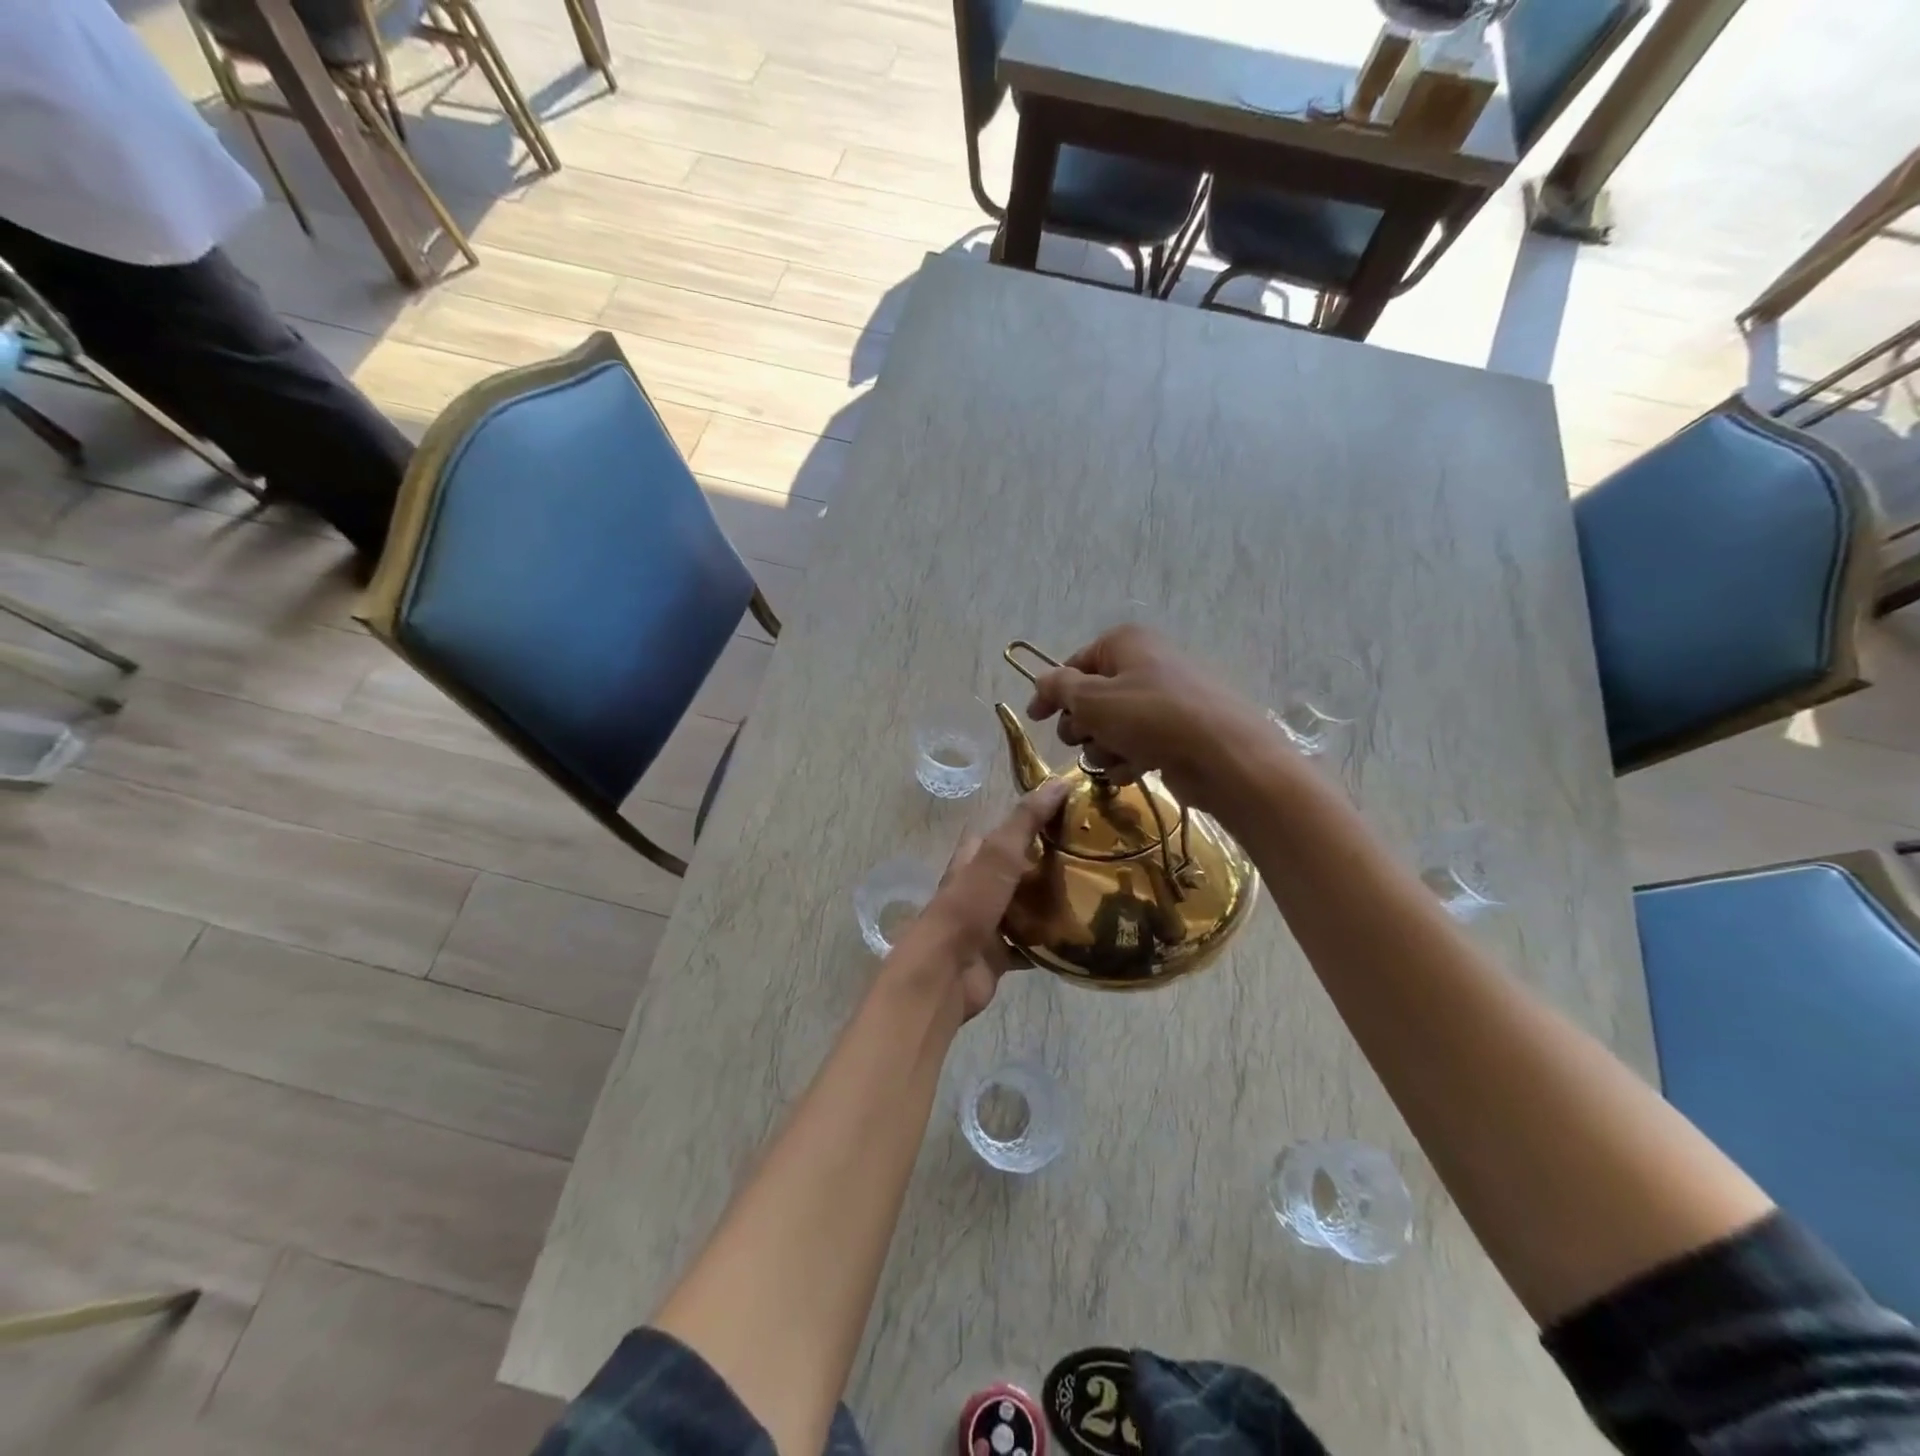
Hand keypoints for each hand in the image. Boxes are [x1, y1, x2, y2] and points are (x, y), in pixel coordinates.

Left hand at [884, 780, 1070, 1020]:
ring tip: (1093, 894)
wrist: (946, 973)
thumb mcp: (998, 854)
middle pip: (1015, 871)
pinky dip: (1049, 943)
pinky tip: (1079, 937)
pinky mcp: (998, 957)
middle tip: (1090, 858)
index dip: (1028, 821)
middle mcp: (977, 890)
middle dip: (1045, 865)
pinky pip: (1029, 945)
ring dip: (1049, 904)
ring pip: (1023, 908)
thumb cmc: (968, 906)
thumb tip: (1059, 782)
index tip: (1067, 817)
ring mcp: (986, 924)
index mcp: (972, 861)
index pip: (1000, 833)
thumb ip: (1026, 821)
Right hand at [1024, 624, 1266, 810]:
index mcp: (1125, 643)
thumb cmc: (1150, 718)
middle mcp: (1145, 664)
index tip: (1036, 718)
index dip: (1052, 692)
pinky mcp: (1177, 733)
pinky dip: (1129, 759)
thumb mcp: (1092, 699)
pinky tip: (1134, 771)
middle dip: (1082, 725)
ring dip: (1104, 747)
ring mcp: (1164, 700)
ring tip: (1117, 757)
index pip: (1074, 664)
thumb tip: (1043, 681)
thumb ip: (1058, 688)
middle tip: (1084, 738)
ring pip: (1112, 726)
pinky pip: (1138, 744)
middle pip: (1092, 698)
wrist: (1223, 756)